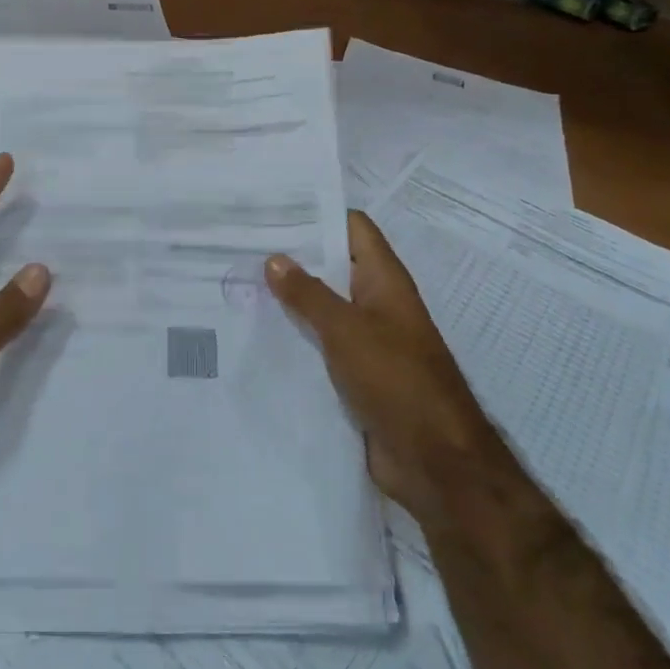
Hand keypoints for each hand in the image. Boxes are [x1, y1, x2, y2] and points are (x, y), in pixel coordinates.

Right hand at [265, 212, 487, 525]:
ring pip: (322, 308)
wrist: (433, 460)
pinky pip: (320, 346)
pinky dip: (294, 338)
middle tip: (239, 247)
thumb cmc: (396, 380)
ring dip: (289, 300)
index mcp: (384, 281)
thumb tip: (275, 258)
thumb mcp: (347, 330)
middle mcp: (376, 304)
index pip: (353, 228)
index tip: (270, 209)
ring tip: (237, 285)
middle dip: (292, 258)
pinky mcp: (355, 375)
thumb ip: (309, 294)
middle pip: (332, 267)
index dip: (316, 213)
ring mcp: (366, 341)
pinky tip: (256, 336)